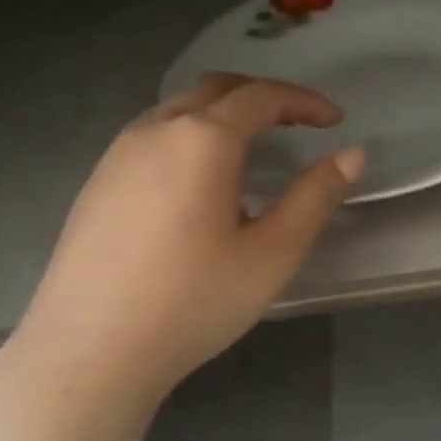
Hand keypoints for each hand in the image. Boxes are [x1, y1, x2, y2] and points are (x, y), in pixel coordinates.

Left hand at [3, 74, 362, 427]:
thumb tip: (351, 155)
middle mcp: (155, 131)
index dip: (305, 102)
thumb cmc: (193, 301)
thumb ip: (315, 197)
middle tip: (298, 123)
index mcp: (202, 140)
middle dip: (263, 96)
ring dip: (224, 115)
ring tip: (253, 152)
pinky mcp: (97, 183)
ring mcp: (118, 155)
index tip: (335, 120)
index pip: (262, 97)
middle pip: (216, 89)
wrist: (89, 351)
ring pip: (179, 110)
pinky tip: (200, 186)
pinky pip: (153, 137)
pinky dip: (191, 137)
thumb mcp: (272, 253)